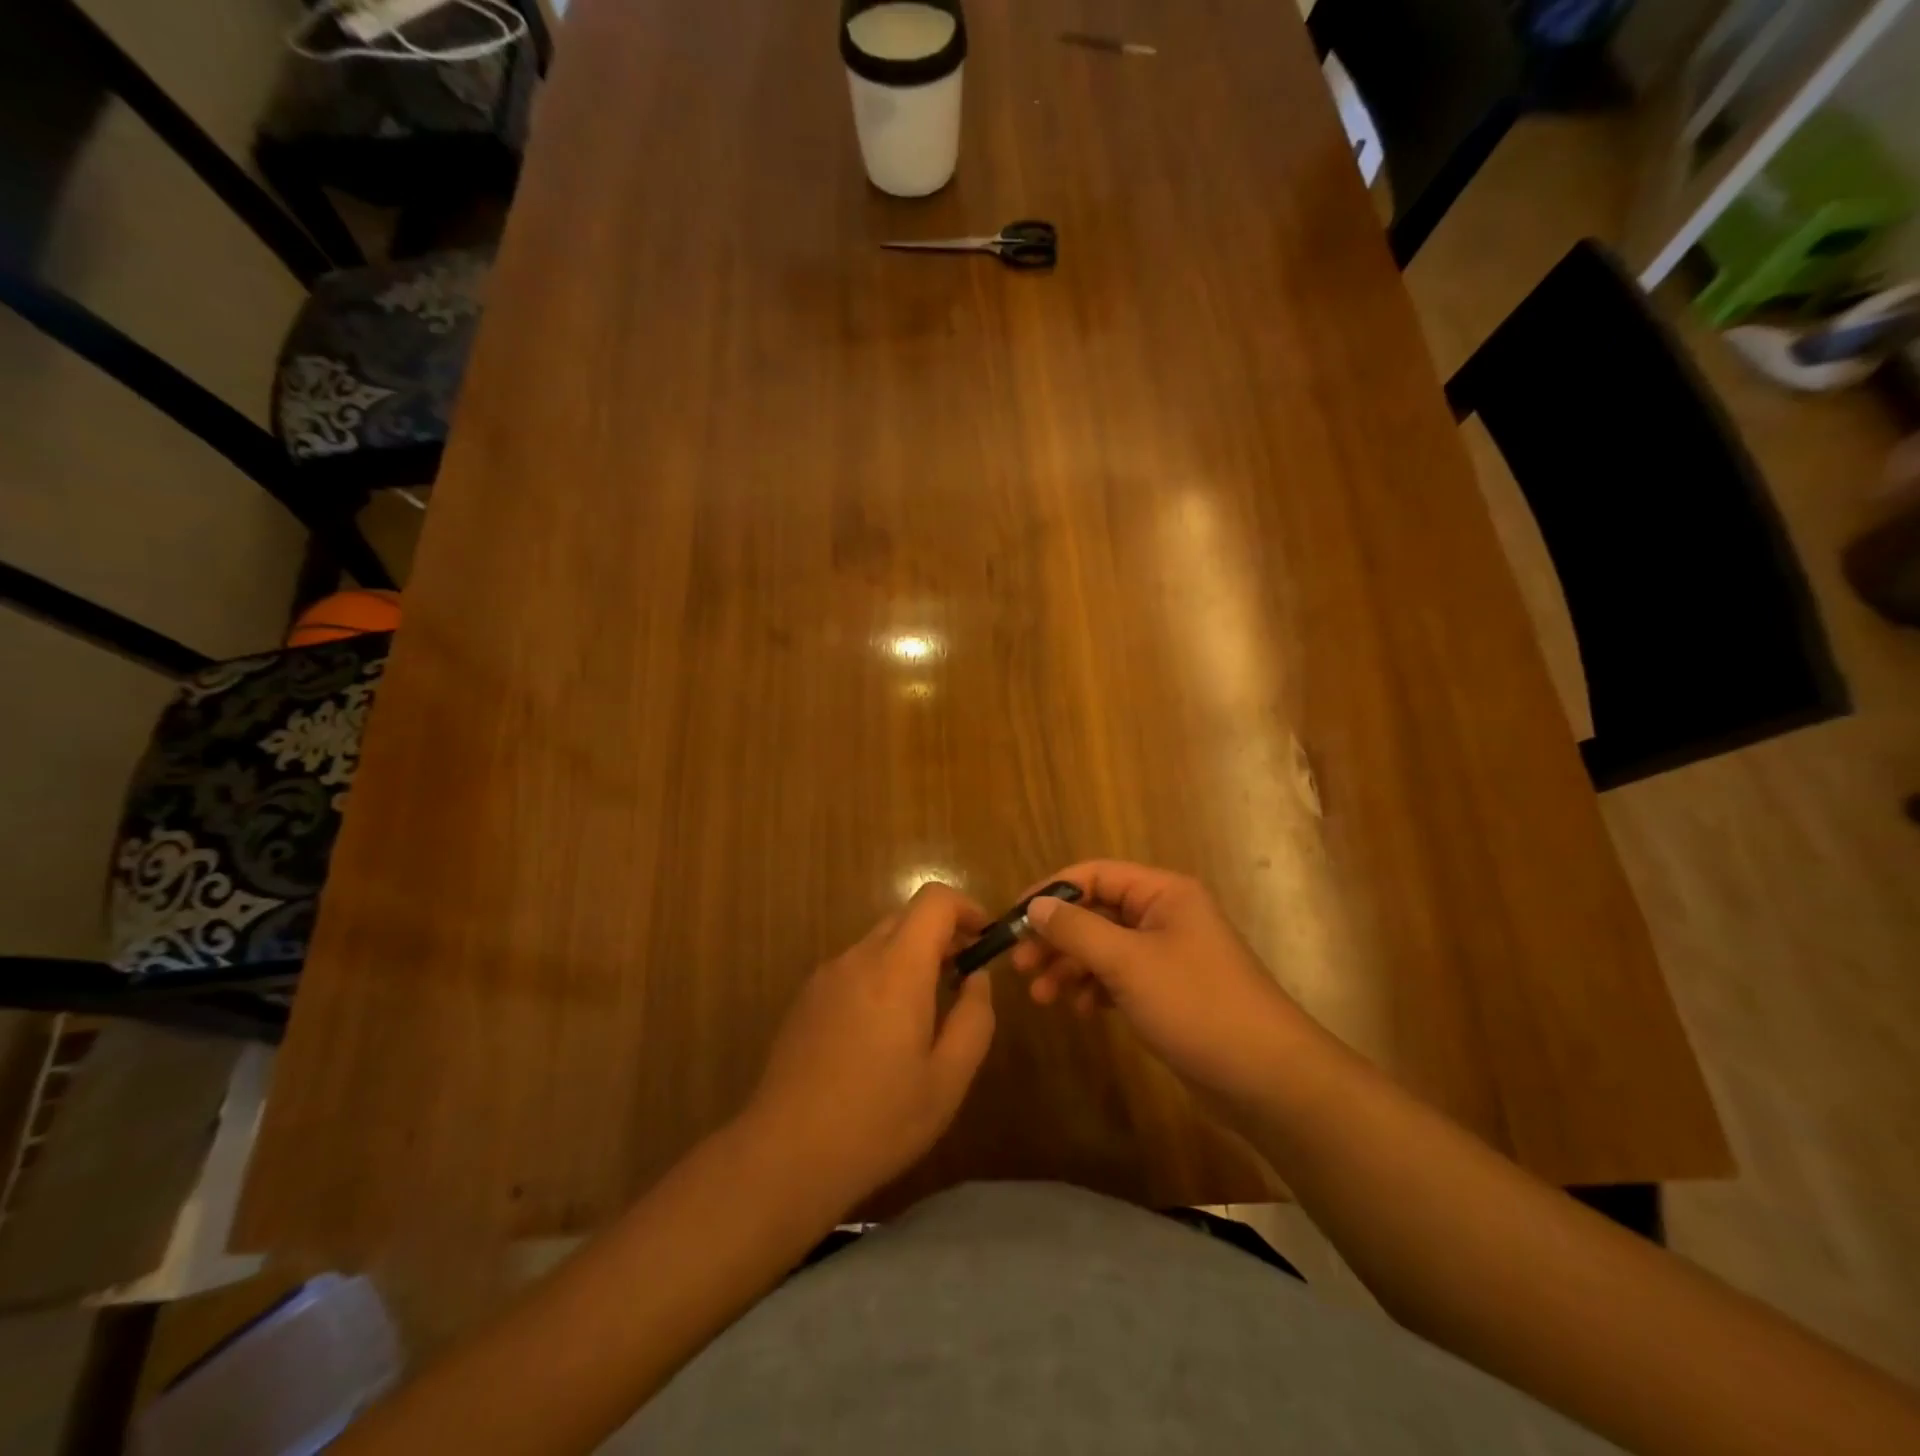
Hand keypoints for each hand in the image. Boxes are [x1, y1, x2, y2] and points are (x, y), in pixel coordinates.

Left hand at [743, 883, 996, 1210]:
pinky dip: (881, 976)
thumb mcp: (948, 1079)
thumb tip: (977, 978)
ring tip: (925, 1013)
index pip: (934, 900)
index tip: (985, 941)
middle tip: (962, 981)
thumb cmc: (878, 1120)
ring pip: (879, 942)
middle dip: (942, 936)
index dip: (967, 908)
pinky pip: (854, 967)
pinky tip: (881, 1034)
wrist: (785, 1155)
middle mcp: (858, 958)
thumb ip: (974, 1018)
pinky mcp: (806, 998)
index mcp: (896, 969)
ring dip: (911, 958)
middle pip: (906, 917)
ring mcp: (826, 976)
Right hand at [1011, 861, 1311, 1111]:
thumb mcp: (1128, 963)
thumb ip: (1077, 930)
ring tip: (1042, 998)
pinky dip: (1094, 989)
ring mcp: (1167, 955)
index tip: (1013, 920)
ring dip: (1070, 967)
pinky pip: (1119, 977)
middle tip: (1020, 967)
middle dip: (1057, 937)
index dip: (1051, 892)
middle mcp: (1164, 915)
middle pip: (1096, 912)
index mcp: (1163, 893)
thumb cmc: (1196, 1005)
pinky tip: (1080, 1011)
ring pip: (1103, 948)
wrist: (1266, 1077)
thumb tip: (1035, 906)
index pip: (1094, 875)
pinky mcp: (1168, 991)